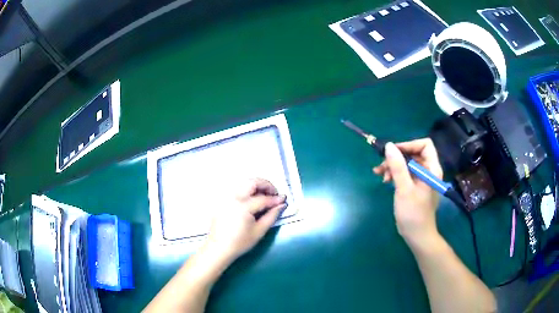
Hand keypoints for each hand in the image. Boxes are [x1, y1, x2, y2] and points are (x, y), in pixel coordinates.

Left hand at [205, 178, 286, 263]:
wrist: (219, 248)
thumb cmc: (240, 242)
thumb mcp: (259, 231)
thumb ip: (272, 216)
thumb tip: (282, 204)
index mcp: (243, 206)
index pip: (263, 198)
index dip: (275, 199)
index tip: (284, 199)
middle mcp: (234, 197)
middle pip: (252, 182)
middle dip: (266, 185)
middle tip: (274, 194)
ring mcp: (227, 197)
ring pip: (244, 183)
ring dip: (256, 186)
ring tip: (265, 197)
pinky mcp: (223, 200)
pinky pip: (237, 189)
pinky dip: (247, 190)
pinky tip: (253, 200)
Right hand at [373, 139, 442, 245]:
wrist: (417, 235)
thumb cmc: (413, 213)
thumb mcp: (404, 189)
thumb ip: (397, 166)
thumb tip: (389, 146)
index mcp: (431, 169)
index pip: (424, 145)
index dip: (409, 145)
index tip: (393, 152)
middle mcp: (428, 170)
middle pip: (413, 153)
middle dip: (397, 157)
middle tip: (382, 166)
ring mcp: (421, 178)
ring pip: (407, 163)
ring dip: (393, 166)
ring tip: (380, 174)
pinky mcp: (415, 186)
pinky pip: (405, 173)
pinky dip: (394, 174)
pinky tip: (385, 180)